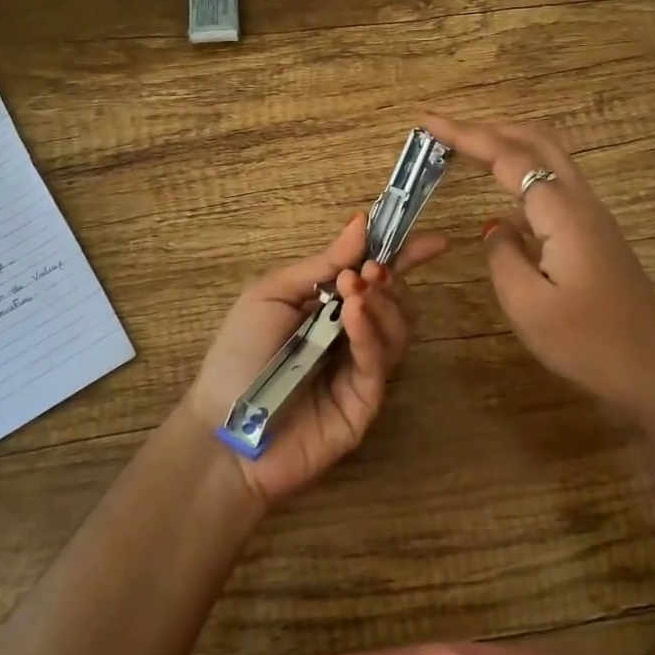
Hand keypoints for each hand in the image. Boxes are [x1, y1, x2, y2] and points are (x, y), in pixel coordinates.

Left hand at [181, 213, 446, 505]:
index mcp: (329, 307)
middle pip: (397, 302)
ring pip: (398, 329)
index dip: (405, 256)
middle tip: (369, 271)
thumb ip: (320, 264)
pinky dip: (370, 331)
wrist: (221, 431)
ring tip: (356, 291)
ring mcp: (361, 369)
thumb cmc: (238, 356)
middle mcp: (352, 335)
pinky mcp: (366, 400)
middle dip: (391, 279)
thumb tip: (361, 223)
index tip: (433, 241)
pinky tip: (355, 314)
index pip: (377, 277)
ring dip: (384, 302)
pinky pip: (378, 360)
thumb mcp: (271, 295)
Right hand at [422, 113, 654, 446]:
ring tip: (468, 150)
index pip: (508, 157)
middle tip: (446, 132)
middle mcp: (580, 202)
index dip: (466, 135)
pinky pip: (555, 184)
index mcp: (562, 213)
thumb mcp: (527, 305)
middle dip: (490, 128)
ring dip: (509, 144)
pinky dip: (524, 171)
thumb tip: (495, 226)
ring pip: (550, 158)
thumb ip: (502, 255)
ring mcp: (593, 215)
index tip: (428, 122)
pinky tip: (503, 192)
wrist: (652, 368)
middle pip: (537, 141)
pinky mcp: (595, 233)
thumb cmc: (587, 341)